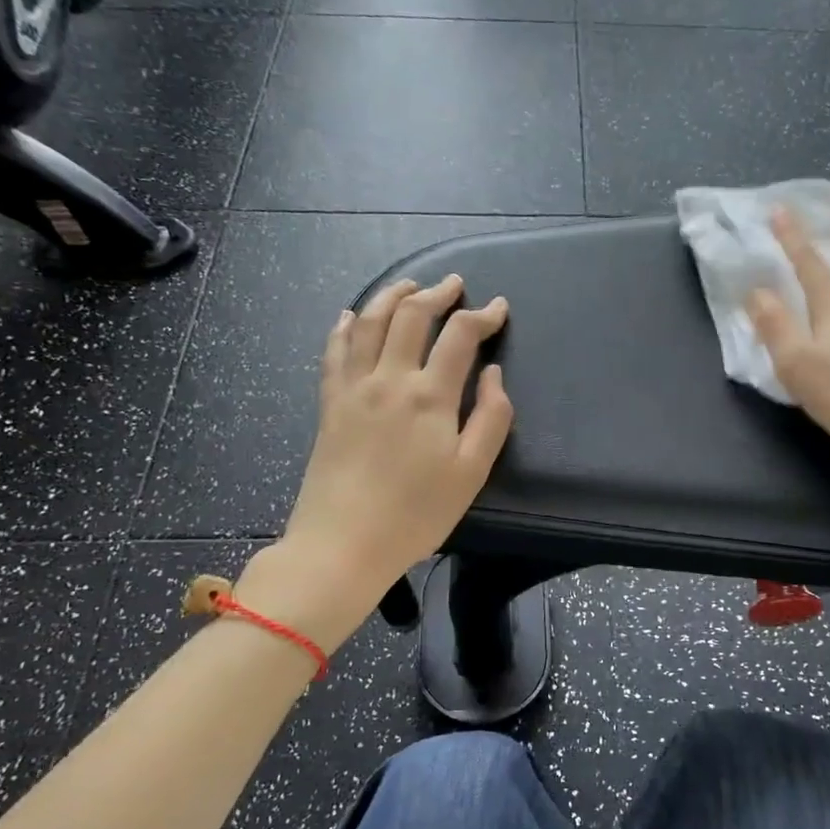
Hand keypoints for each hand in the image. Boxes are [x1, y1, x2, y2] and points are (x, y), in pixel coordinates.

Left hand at [276, 275, 512, 602]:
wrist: (343, 544)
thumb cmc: (416, 514)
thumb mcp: (471, 472)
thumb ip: (491, 418)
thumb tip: (492, 374)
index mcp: (430, 395)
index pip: (460, 335)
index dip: (483, 315)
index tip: (499, 308)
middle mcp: (390, 378)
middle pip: (411, 316)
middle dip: (437, 293)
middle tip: (454, 284)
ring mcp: (353, 388)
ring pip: (370, 323)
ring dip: (392, 296)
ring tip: (409, 285)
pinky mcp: (329, 404)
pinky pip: (334, 351)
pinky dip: (346, 326)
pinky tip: (352, 316)